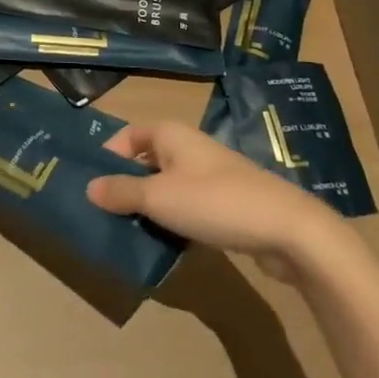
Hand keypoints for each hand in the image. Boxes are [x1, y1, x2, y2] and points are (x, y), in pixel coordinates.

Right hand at [86, 122, 350, 283]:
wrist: (289, 229)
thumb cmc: (216, 202)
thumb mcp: (160, 198)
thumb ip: (122, 192)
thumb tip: (89, 187)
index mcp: (170, 134)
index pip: (127, 136)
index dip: (107, 157)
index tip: (89, 186)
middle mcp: (187, 147)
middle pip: (144, 161)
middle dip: (124, 186)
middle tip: (101, 214)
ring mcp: (208, 175)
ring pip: (165, 186)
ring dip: (147, 207)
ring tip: (125, 232)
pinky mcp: (223, 203)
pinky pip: (186, 206)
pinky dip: (171, 220)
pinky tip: (161, 243)